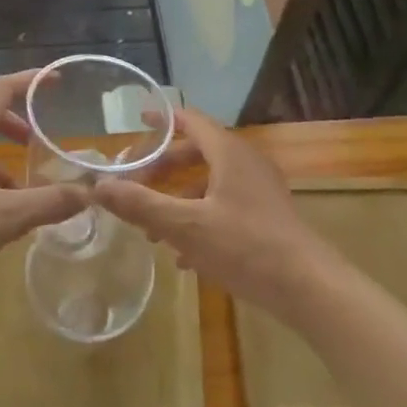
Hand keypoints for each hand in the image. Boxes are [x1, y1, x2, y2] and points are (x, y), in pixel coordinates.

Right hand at [91, 109, 336, 315]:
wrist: (308, 287)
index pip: (191, 120)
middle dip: (163, 168)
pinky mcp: (266, 216)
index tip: (137, 121)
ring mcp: (259, 189)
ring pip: (209, 182)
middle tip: (133, 182)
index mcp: (228, 152)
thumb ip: (141, 205)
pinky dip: (199, 218)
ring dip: (178, 199)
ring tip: (150, 228)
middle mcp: (245, 162)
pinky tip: (182, 256)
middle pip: (197, 152)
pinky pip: (224, 205)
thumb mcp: (186, 227)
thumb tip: (98, 186)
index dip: (162, 119)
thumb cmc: (245, 247)